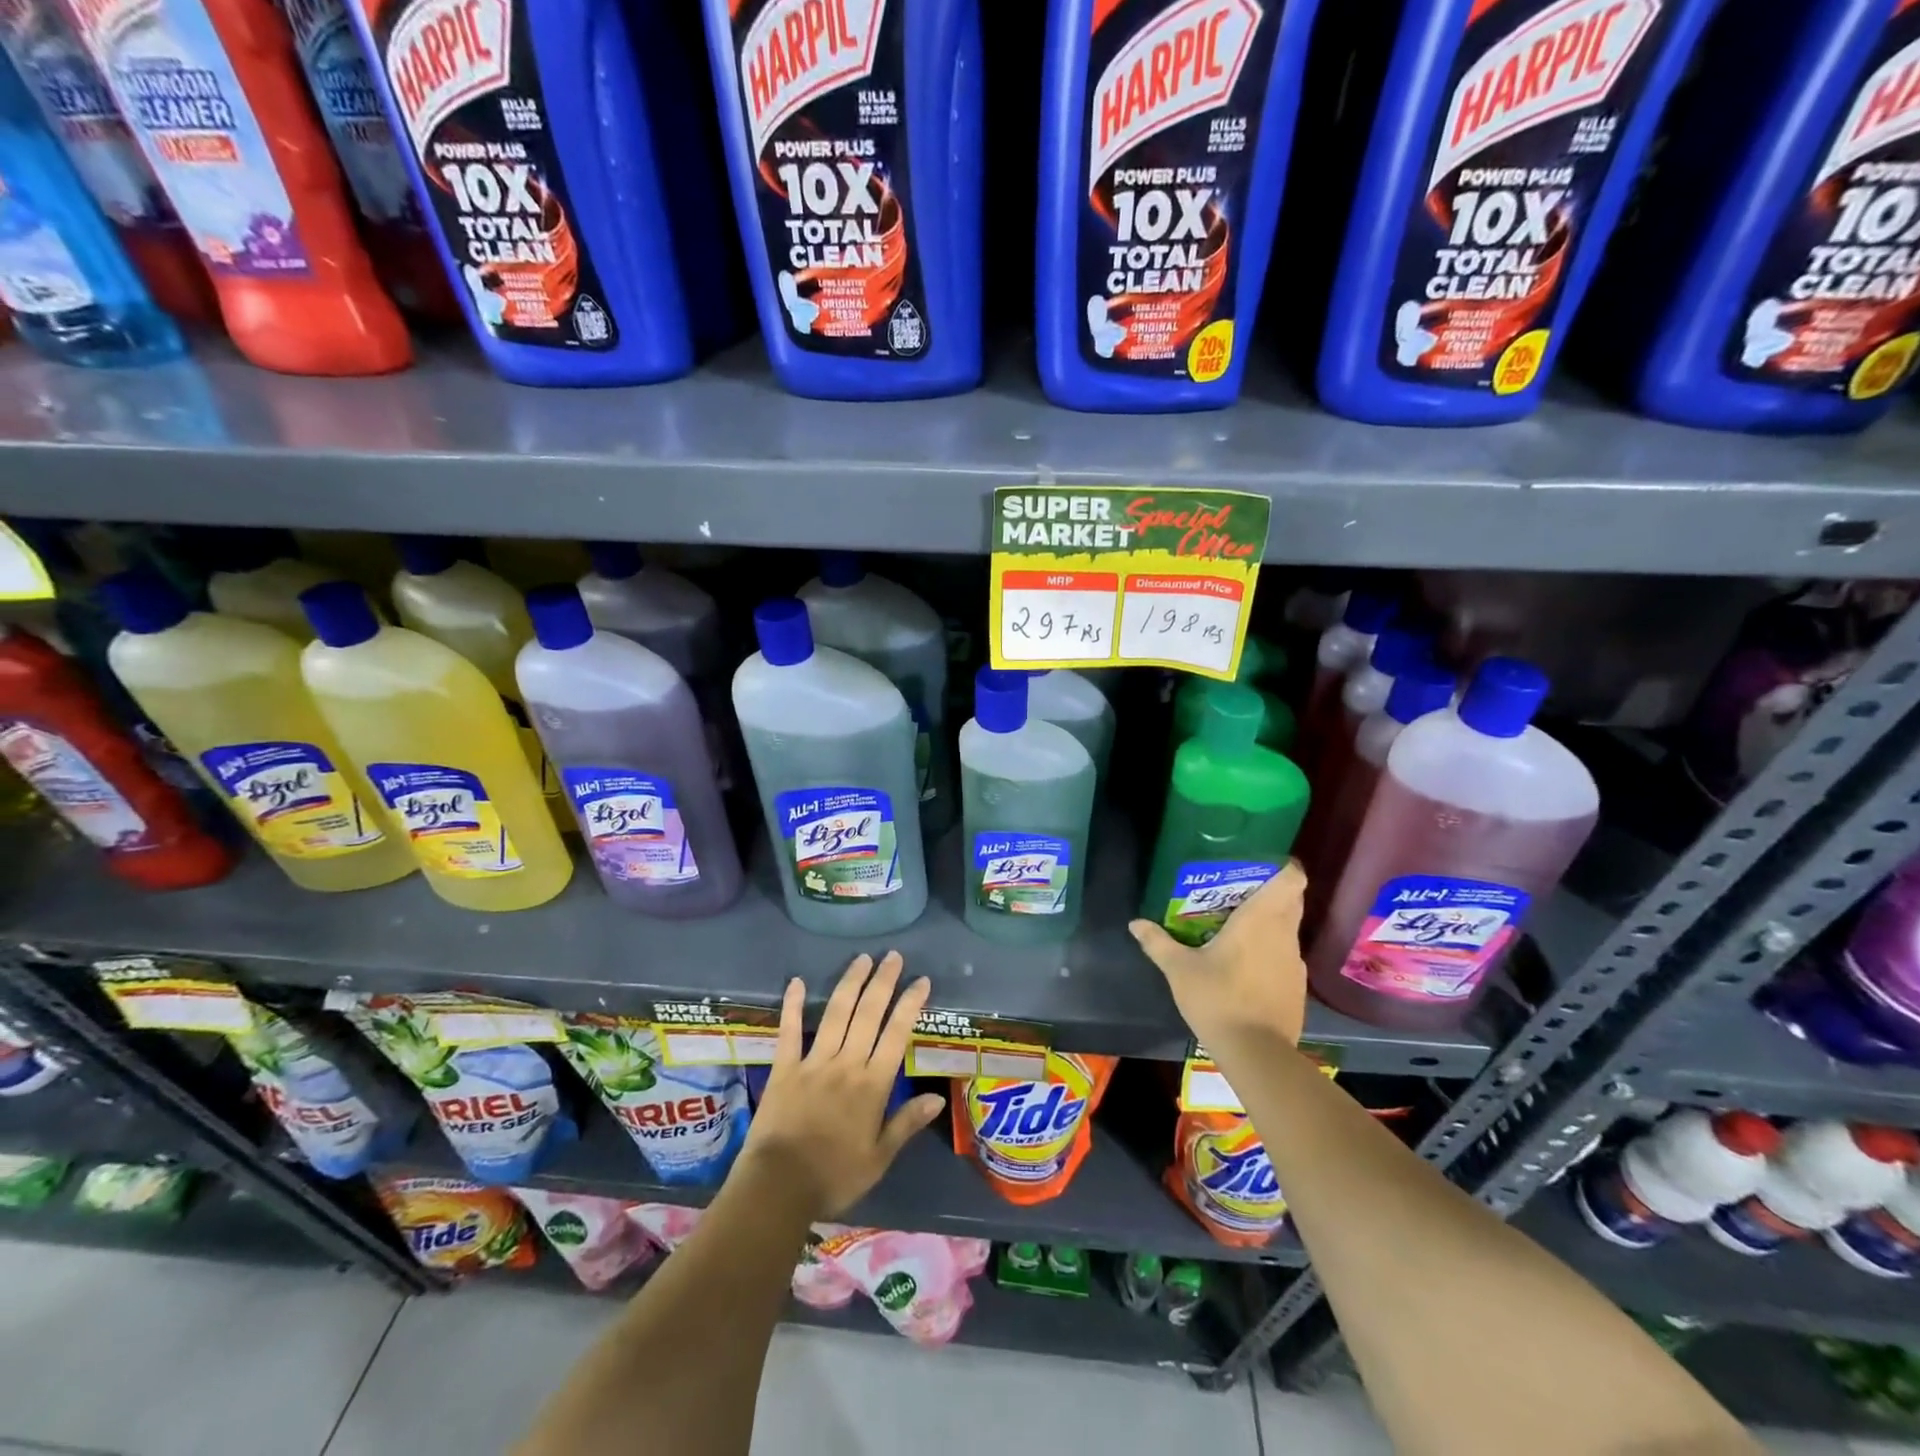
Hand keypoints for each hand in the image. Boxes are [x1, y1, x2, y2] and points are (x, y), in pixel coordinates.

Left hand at [741, 951, 945, 1219]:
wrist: (778, 1188)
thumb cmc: (834, 1177)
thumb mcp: (879, 1158)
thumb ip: (906, 1123)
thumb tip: (938, 1097)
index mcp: (872, 1085)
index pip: (896, 1035)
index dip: (910, 1005)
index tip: (921, 981)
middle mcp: (846, 1064)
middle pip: (868, 1014)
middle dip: (883, 982)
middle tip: (894, 956)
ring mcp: (813, 1062)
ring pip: (836, 1014)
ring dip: (850, 983)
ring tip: (862, 959)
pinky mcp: (784, 1068)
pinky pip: (789, 1031)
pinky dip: (792, 1005)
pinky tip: (797, 981)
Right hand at [1128, 860, 1308, 1052]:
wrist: (1256, 1053)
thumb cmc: (1217, 998)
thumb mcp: (1179, 969)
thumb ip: (1158, 942)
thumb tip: (1135, 923)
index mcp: (1260, 919)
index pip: (1291, 879)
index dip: (1283, 868)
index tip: (1262, 867)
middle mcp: (1284, 934)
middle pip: (1291, 901)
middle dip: (1270, 893)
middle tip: (1238, 896)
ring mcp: (1295, 963)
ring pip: (1288, 930)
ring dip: (1269, 925)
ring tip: (1237, 932)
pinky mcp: (1298, 988)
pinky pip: (1286, 956)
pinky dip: (1271, 953)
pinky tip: (1247, 968)